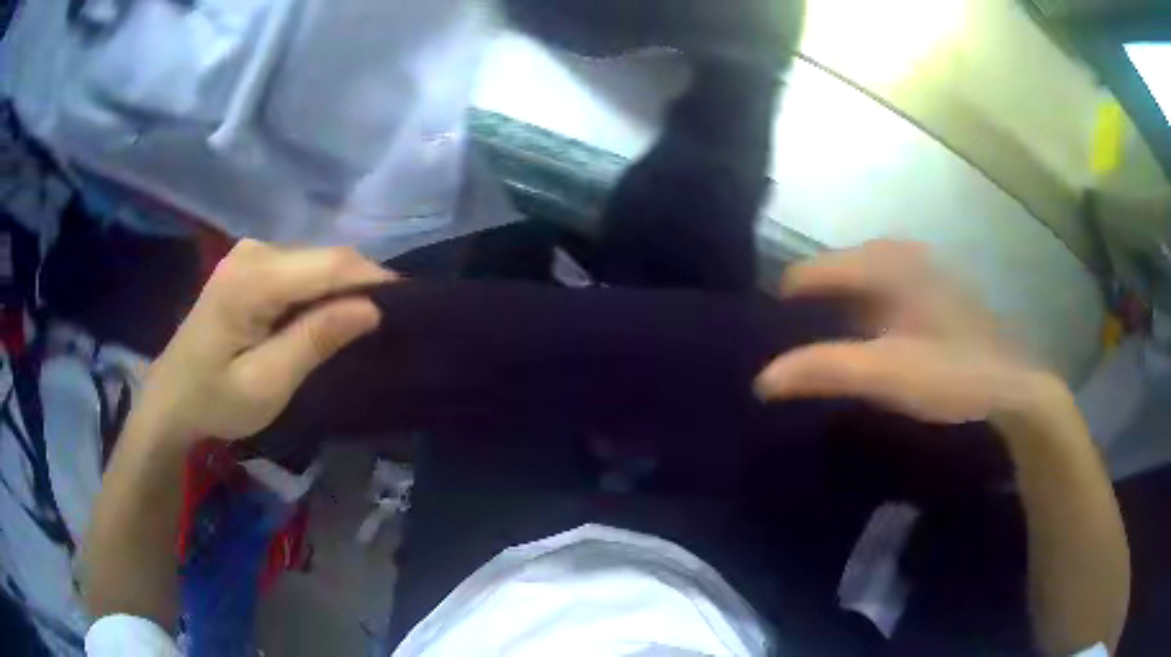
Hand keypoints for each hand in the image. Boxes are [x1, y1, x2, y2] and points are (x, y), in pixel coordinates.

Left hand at [135, 240, 394, 443]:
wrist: (171, 399)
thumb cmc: (214, 401)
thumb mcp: (266, 383)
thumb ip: (315, 340)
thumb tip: (371, 308)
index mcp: (253, 279)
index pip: (331, 264)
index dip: (375, 279)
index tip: (409, 305)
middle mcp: (253, 251)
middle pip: (324, 258)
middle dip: (361, 285)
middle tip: (388, 324)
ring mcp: (248, 254)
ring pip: (314, 261)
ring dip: (341, 289)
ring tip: (362, 324)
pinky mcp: (247, 265)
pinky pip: (298, 268)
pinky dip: (319, 289)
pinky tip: (325, 316)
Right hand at [755, 240, 1052, 423]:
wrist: (1012, 387)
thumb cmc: (951, 373)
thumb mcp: (885, 373)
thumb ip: (824, 369)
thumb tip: (763, 379)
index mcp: (885, 261)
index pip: (811, 273)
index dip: (783, 307)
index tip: (762, 342)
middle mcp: (900, 256)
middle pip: (834, 276)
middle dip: (809, 310)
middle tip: (788, 352)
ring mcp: (920, 274)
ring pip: (859, 287)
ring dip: (836, 316)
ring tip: (817, 353)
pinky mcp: (933, 297)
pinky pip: (882, 298)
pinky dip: (863, 319)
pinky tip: (863, 350)